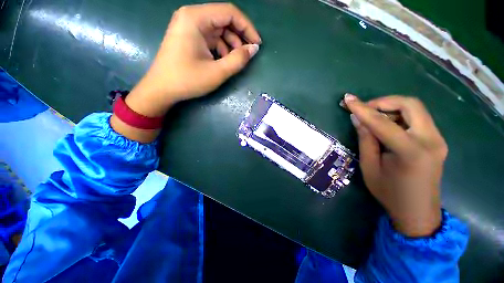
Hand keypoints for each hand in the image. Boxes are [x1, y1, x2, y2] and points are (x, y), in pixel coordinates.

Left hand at [111, 3, 260, 142]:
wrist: (161, 89)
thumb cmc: (187, 80)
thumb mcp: (217, 72)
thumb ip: (238, 60)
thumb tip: (254, 49)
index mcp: (195, 18)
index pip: (229, 12)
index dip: (247, 27)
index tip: (257, 44)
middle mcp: (191, 16)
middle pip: (224, 20)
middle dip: (239, 37)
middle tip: (247, 55)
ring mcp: (189, 26)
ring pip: (219, 30)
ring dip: (230, 45)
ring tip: (234, 61)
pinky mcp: (189, 37)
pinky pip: (211, 37)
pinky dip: (221, 48)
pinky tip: (222, 61)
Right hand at [344, 94, 446, 236]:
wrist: (418, 211)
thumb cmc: (390, 193)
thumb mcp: (369, 167)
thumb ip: (365, 140)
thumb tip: (358, 119)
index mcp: (411, 152)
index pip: (383, 122)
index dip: (362, 109)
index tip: (348, 99)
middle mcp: (430, 140)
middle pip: (410, 104)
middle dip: (383, 102)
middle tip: (364, 109)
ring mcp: (437, 139)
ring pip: (415, 109)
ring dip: (391, 108)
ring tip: (373, 117)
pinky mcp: (437, 140)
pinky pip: (418, 118)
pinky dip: (399, 115)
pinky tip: (387, 125)